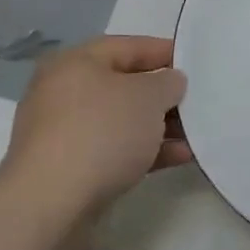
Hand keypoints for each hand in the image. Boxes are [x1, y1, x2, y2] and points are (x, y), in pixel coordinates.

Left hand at [0, 36, 189, 217]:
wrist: (52, 202)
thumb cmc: (102, 133)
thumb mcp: (147, 97)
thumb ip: (167, 83)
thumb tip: (170, 82)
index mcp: (75, 62)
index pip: (127, 46)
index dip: (163, 51)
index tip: (194, 62)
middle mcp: (64, 92)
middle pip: (124, 85)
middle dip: (163, 95)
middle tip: (198, 101)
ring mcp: (65, 132)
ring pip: (122, 121)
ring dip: (159, 126)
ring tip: (196, 134)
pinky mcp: (71, 167)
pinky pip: (115, 150)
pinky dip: (146, 151)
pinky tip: (179, 157)